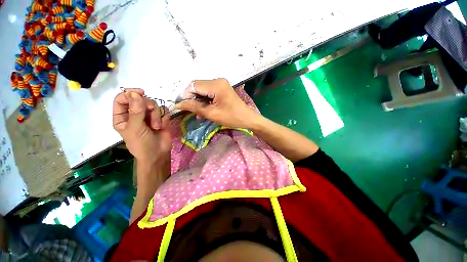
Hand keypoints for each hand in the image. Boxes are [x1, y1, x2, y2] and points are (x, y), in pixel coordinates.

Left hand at [113, 89, 170, 165]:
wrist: (158, 153)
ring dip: (157, 115)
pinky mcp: (160, 118)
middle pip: (141, 100)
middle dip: (148, 107)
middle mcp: (135, 114)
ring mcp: (148, 116)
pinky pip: (164, 110)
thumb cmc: (142, 144)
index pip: (122, 99)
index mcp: (123, 116)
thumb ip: (135, 111)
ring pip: (154, 105)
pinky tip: (163, 125)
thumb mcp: (135, 128)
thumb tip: (134, 93)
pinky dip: (164, 117)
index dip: (130, 94)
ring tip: (157, 126)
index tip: (141, 93)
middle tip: (151, 116)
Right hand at [174, 78, 258, 128]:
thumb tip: (178, 104)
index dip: (185, 95)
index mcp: (216, 85)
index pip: (193, 86)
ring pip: (203, 90)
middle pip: (198, 86)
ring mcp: (221, 84)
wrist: (247, 118)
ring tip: (198, 113)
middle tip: (189, 110)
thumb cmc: (231, 117)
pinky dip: (205, 100)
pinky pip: (209, 92)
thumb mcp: (211, 113)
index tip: (180, 106)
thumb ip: (194, 107)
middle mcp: (218, 80)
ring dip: (198, 101)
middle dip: (192, 98)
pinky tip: (204, 110)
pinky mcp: (222, 89)